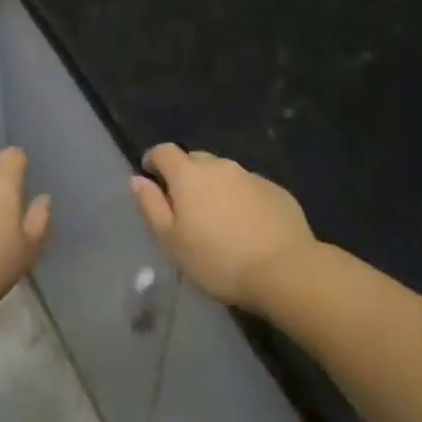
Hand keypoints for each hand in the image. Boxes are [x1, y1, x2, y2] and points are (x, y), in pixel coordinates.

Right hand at [131, 145, 316, 310]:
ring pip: (224, 175)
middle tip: (185, 207)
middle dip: (185, 176)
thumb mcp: (171, 241)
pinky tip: (246, 227)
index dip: (153, 160)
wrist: (284, 270)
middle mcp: (219, 166)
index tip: (150, 177)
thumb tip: (137, 179)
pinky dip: (241, 200)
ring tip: (217, 220)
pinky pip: (249, 188)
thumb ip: (151, 206)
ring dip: (215, 189)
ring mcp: (251, 176)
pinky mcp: (276, 191)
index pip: (163, 151)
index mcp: (189, 174)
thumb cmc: (217, 259)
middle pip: (195, 160)